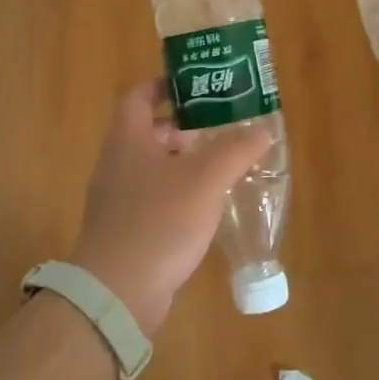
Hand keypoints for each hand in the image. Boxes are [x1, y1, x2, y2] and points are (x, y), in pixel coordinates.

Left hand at [69, 81, 275, 336]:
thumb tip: (262, 129)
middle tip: (217, 129)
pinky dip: (176, 193)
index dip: (164, 86)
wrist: (116, 293)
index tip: (194, 88)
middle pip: (147, 131)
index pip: (138, 96)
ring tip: (219, 166)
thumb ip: (236, 149)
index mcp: (127, 140)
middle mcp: (116, 164)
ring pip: (151, 167)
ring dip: (182, 162)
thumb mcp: (206, 179)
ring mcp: (116, 200)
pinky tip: (204, 208)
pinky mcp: (124, 230)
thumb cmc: (159, 222)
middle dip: (182, 127)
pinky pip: (151, 198)